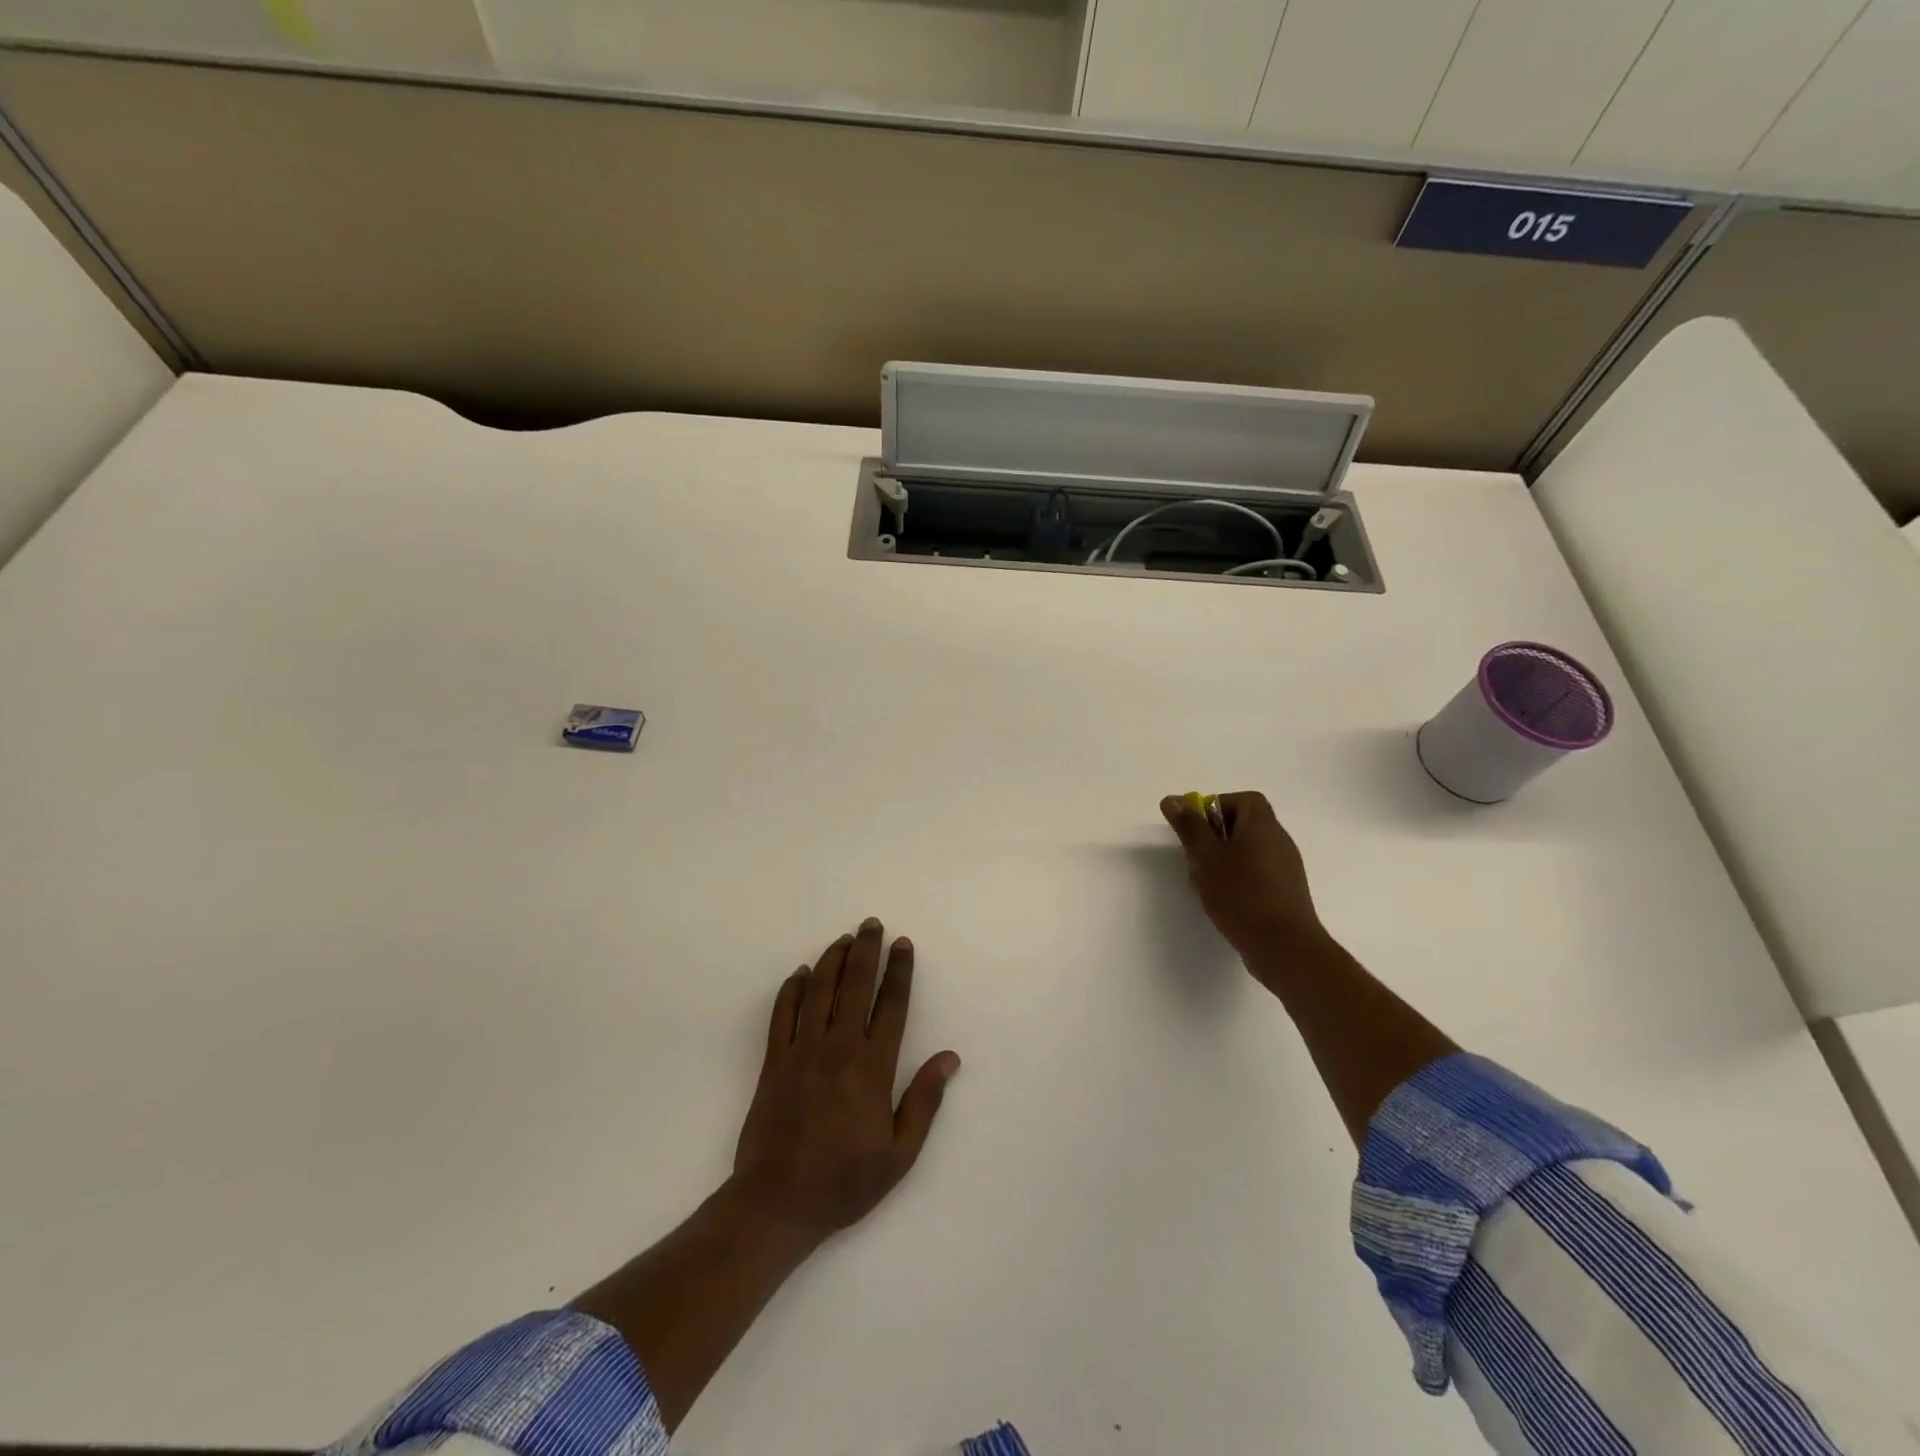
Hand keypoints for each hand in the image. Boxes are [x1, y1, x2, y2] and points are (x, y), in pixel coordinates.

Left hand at [731, 918, 960, 1250]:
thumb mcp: (899, 1154)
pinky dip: (792, 989)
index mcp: (872, 1067)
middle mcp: (838, 1048)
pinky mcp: (773, 1061)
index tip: (903, 944)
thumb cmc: (845, 1181)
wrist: (777, 1203)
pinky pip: (782, 1014)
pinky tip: (801, 973)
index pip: (891, 1005)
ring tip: (844, 939)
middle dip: (866, 951)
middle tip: (872, 924)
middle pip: (854, 985)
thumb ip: (924, 1101)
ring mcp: (801, 1051)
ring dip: (832, 960)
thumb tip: (949, 1057)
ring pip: (818, 991)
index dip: (899, 971)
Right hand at [1160, 791, 1326, 960]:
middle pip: (1245, 824)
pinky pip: (1259, 873)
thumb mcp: (1206, 857)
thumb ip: (1189, 827)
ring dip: (1225, 860)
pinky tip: (1224, 901)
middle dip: (1216, 837)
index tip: (1198, 829)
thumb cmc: (1241, 895)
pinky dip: (1239, 878)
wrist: (1284, 946)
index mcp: (1263, 825)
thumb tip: (1173, 799)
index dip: (1218, 807)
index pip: (1244, 799)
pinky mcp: (1286, 892)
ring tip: (1206, 883)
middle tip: (1196, 857)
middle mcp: (1279, 840)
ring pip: (1250, 851)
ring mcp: (1286, 867)